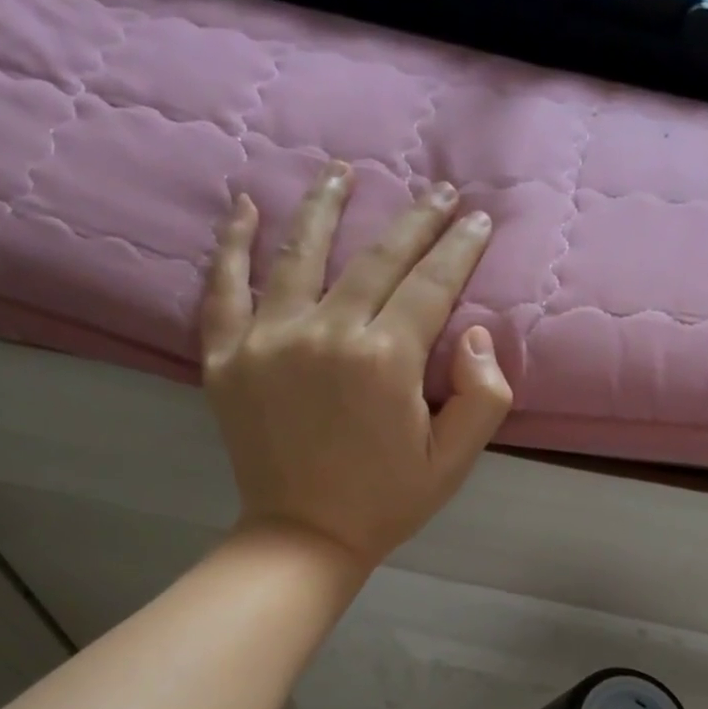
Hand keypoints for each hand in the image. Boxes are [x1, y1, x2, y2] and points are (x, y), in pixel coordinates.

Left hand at [199, 161, 512, 569]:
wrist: (305, 536)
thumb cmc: (386, 502)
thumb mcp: (454, 462)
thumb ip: (483, 397)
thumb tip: (475, 332)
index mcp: (386, 360)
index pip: (431, 284)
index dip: (459, 247)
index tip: (476, 218)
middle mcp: (326, 333)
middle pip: (376, 258)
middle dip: (414, 219)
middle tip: (438, 190)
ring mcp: (268, 339)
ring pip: (299, 251)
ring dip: (325, 205)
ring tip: (342, 172)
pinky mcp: (226, 355)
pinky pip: (224, 285)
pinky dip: (232, 243)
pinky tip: (244, 206)